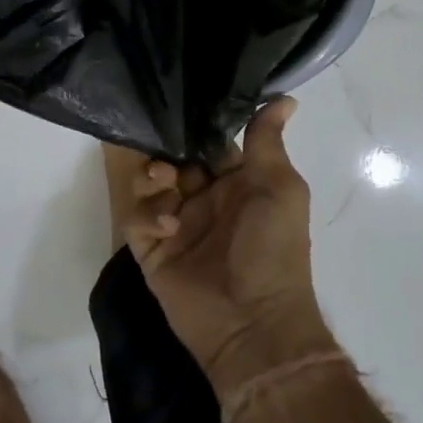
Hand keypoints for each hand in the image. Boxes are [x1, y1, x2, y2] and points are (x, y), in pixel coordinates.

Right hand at [121, 98, 336, 398]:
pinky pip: (136, 219)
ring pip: (149, 183)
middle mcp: (204, 199)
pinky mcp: (152, 250)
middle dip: (167, 149)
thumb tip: (286, 98)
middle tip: (170, 152)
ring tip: (166, 185)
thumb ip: (267, 143)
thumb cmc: (274, 249)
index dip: (195, 126)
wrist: (254, 324)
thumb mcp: (280, 189)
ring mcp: (176, 224)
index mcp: (236, 182)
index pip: (208, 143)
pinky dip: (147, 216)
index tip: (178, 102)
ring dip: (153, 177)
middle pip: (173, 158)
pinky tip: (167, 228)